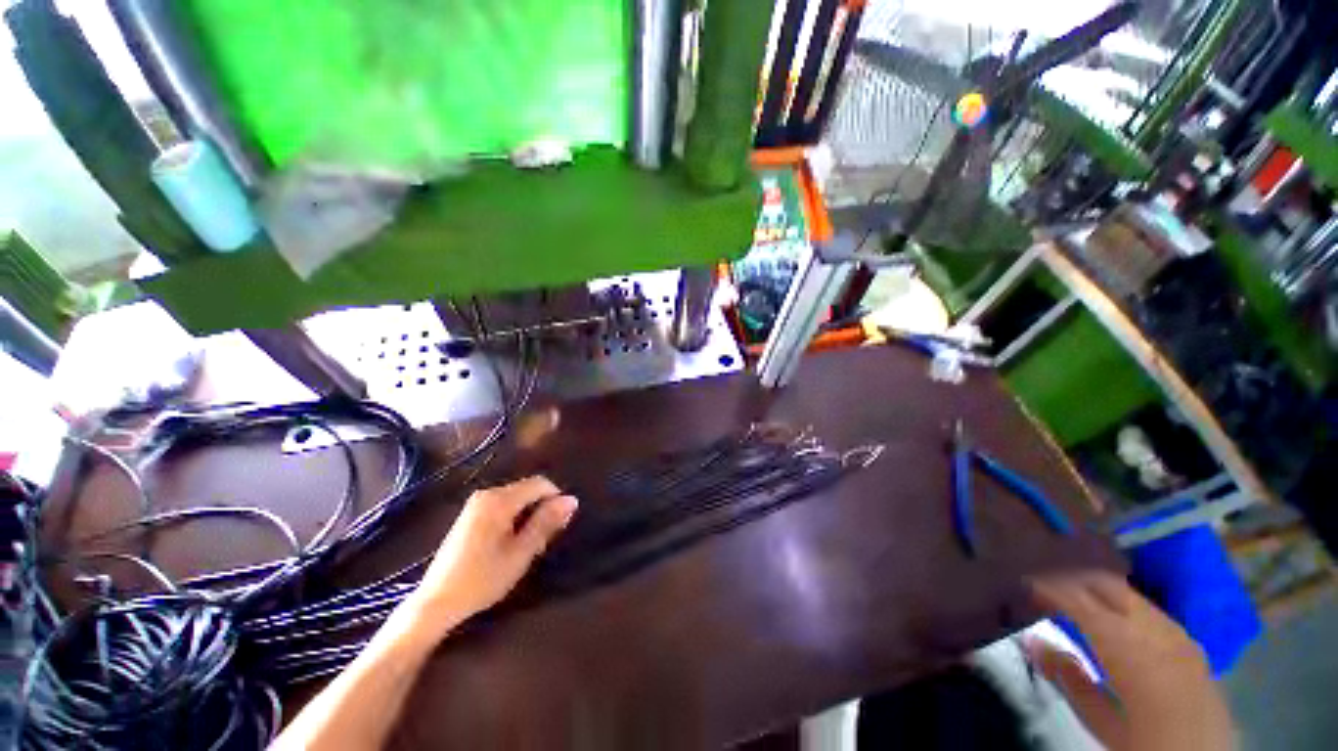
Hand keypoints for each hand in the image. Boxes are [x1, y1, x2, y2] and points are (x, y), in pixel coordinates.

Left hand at [407, 476, 577, 629]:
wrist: (436, 602)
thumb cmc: (483, 579)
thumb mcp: (521, 552)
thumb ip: (546, 523)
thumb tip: (571, 500)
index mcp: (499, 500)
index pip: (540, 483)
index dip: (556, 498)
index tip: (560, 524)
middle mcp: (487, 494)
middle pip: (528, 489)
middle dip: (541, 508)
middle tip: (543, 539)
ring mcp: (476, 503)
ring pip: (516, 498)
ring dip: (528, 514)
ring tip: (527, 544)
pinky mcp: (470, 514)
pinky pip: (503, 505)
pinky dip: (514, 517)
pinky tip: (509, 542)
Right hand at [1024, 572, 1234, 750]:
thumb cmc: (1145, 743)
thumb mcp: (1101, 722)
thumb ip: (1068, 678)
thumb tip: (1031, 639)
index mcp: (1127, 646)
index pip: (1079, 599)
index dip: (1049, 584)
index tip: (1023, 577)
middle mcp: (1153, 628)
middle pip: (1107, 583)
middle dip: (1072, 574)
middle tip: (1041, 575)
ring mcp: (1176, 631)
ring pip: (1129, 592)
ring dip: (1096, 585)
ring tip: (1069, 588)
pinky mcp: (1188, 641)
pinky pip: (1148, 608)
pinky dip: (1120, 601)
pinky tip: (1109, 610)